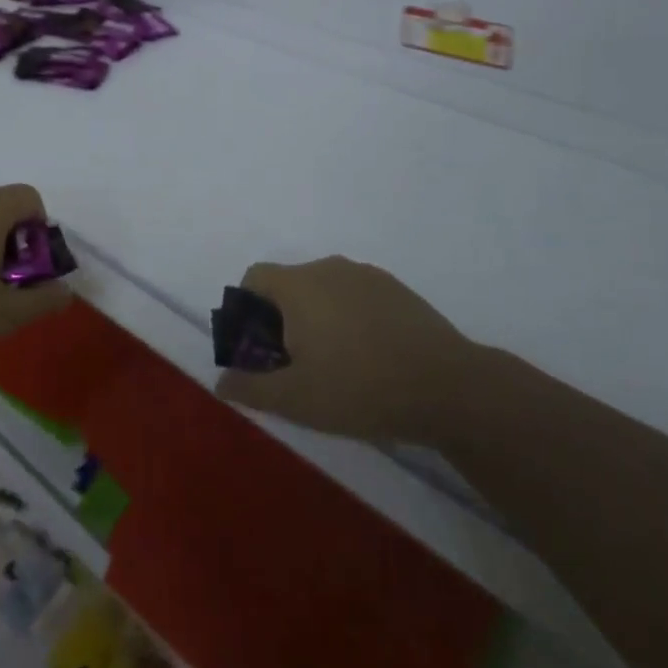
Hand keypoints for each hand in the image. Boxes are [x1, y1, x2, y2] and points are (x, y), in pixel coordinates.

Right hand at [214, 258, 475, 444]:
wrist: (448, 386)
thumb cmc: (360, 388)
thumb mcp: (297, 399)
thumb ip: (251, 388)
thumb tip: (219, 383)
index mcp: (298, 285)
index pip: (254, 277)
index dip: (245, 310)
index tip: (257, 349)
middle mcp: (328, 268)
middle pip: (289, 284)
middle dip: (281, 319)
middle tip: (293, 365)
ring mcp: (367, 275)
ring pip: (324, 290)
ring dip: (316, 318)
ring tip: (333, 364)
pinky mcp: (397, 289)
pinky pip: (355, 296)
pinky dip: (348, 318)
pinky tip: (368, 357)